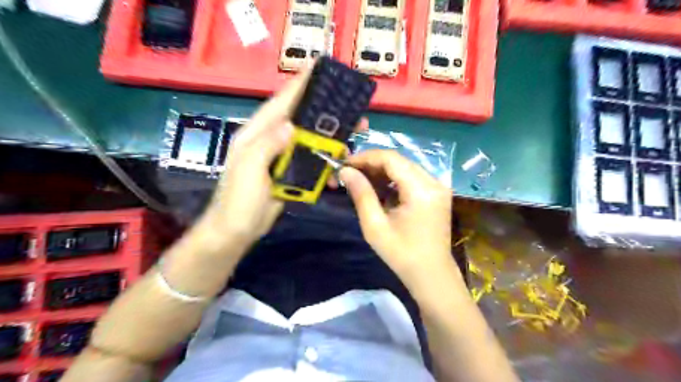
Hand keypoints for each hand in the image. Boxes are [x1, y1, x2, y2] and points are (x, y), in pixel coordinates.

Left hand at [191, 65, 370, 254]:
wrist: (236, 231)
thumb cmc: (238, 201)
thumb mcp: (248, 170)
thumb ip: (267, 144)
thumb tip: (290, 124)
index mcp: (257, 134)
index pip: (281, 103)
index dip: (299, 85)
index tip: (317, 67)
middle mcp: (270, 141)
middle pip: (301, 119)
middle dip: (325, 112)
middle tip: (351, 108)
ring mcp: (281, 158)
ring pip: (310, 141)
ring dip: (331, 139)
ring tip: (354, 135)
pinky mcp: (289, 173)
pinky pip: (311, 161)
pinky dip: (325, 162)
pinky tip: (338, 167)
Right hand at [339, 149, 456, 288]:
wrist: (431, 275)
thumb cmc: (402, 255)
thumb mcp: (375, 226)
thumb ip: (361, 194)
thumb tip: (345, 171)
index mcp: (421, 190)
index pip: (391, 159)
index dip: (366, 157)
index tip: (344, 164)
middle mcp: (434, 182)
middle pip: (398, 161)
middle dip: (371, 164)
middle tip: (349, 173)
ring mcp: (438, 186)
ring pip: (404, 167)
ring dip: (381, 171)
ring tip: (360, 181)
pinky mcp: (437, 193)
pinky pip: (412, 177)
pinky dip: (393, 180)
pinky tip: (379, 189)